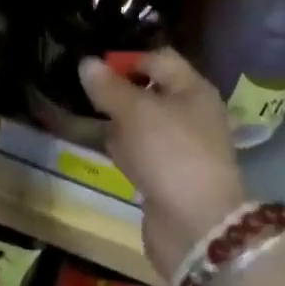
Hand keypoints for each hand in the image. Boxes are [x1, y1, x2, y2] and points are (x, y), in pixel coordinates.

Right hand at [78, 49, 247, 282]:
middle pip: (151, 92)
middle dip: (120, 94)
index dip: (128, 59)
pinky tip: (113, 157)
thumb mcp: (134, 112)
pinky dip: (128, 153)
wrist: (197, 226)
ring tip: (94, 124)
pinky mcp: (172, 176)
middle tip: (88, 96)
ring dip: (121, 125)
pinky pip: (144, 153)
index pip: (159, 59)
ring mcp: (183, 147)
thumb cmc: (169, 153)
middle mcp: (193, 114)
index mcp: (193, 89)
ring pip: (144, 124)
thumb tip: (87, 62)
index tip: (96, 69)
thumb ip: (109, 87)